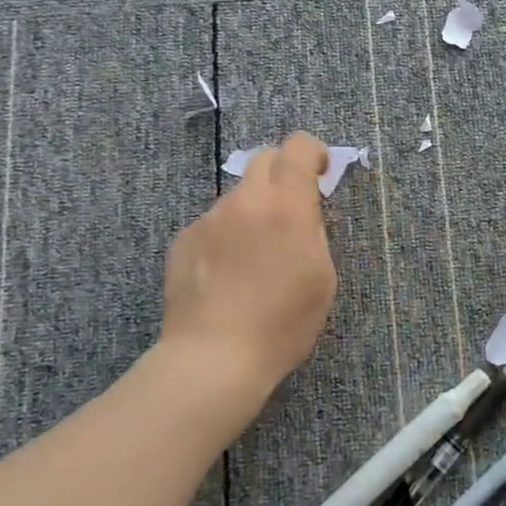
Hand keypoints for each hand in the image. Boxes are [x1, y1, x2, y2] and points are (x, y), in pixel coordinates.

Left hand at [158, 134, 337, 435]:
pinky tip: (226, 276)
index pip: (299, 147)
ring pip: (238, 197)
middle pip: (264, 160)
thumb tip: (301, 213)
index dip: (314, 153)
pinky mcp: (183, 240)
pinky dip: (226, 237)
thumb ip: (313, 231)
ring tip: (255, 259)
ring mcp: (209, 219)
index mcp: (286, 206)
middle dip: (282, 174)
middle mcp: (245, 201)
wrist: (214, 358)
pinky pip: (213, 224)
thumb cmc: (283, 323)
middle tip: (290, 212)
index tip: (320, 175)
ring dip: (253, 211)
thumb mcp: (322, 277)